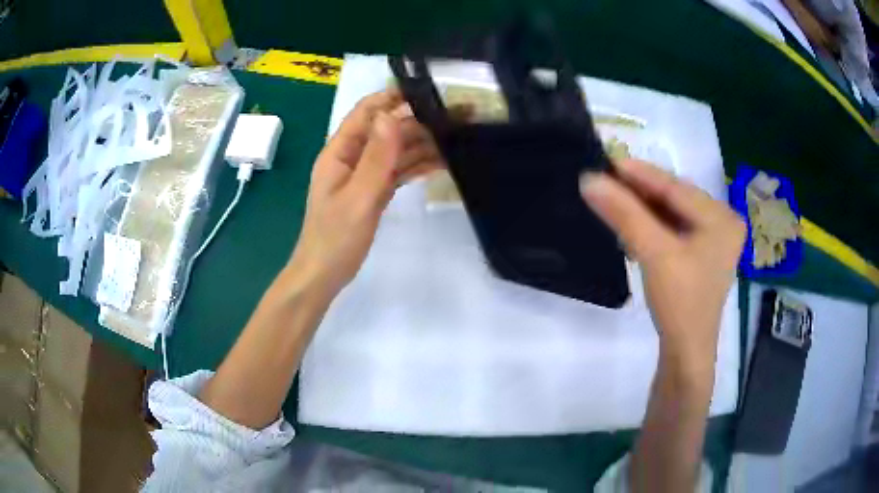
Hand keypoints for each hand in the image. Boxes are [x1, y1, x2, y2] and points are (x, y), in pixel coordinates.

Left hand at [287, 89, 442, 297]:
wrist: (324, 275)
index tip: (427, 91)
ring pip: (396, 151)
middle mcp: (352, 157)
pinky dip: (417, 166)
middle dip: (418, 121)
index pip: (366, 112)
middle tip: (456, 117)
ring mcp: (364, 175)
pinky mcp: (373, 191)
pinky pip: (397, 171)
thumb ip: (375, 157)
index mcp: (340, 152)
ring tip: (456, 138)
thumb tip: (391, 115)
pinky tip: (442, 162)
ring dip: (423, 144)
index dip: (393, 98)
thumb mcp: (357, 197)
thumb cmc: (335, 238)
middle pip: (387, 130)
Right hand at [580, 159, 744, 373]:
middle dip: (641, 191)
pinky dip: (652, 225)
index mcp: (722, 217)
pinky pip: (674, 228)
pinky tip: (632, 223)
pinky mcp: (702, 254)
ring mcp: (714, 239)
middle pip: (675, 198)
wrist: (686, 352)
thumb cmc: (680, 302)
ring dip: (644, 208)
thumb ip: (624, 214)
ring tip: (614, 198)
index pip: (676, 187)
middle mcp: (723, 222)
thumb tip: (589, 179)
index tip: (607, 160)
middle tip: (607, 179)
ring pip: (673, 212)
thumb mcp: (654, 253)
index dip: (640, 173)